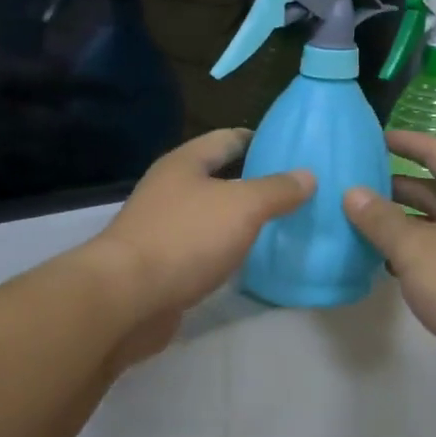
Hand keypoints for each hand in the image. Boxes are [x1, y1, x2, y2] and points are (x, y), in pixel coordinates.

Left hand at [86, 129, 313, 358]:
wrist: (127, 298)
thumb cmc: (185, 238)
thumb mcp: (242, 206)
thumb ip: (277, 190)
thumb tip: (308, 175)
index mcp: (185, 163)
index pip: (227, 138)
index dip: (260, 140)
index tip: (292, 148)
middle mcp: (170, 189)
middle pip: (219, 177)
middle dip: (255, 182)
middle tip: (298, 190)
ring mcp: (164, 228)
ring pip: (212, 215)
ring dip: (242, 219)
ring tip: (283, 224)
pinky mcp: (163, 264)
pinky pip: (204, 248)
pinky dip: (227, 250)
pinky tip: (251, 260)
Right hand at [344, 132, 435, 403]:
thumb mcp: (416, 248)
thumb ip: (381, 220)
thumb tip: (352, 193)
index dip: (406, 142)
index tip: (374, 138)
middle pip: (435, 188)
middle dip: (395, 186)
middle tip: (355, 186)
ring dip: (402, 223)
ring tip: (361, 224)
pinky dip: (415, 253)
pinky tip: (387, 264)